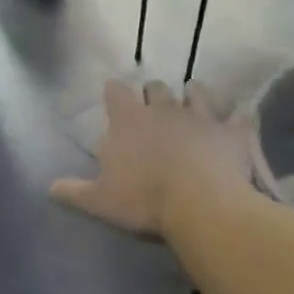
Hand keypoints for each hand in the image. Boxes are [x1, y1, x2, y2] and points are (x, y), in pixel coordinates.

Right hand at [50, 80, 255, 238]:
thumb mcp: (99, 202)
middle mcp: (163, 109)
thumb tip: (50, 188)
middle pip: (155, 87)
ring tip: (193, 103)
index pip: (116, 92)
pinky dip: (241, 117)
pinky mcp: (232, 132)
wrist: (201, 206)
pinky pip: (241, 116)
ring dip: (193, 96)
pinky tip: (243, 118)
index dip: (114, 92)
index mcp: (128, 121)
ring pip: (196, 92)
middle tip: (152, 107)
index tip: (113, 95)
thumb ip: (74, 192)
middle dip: (152, 93)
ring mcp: (201, 117)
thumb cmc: (143, 200)